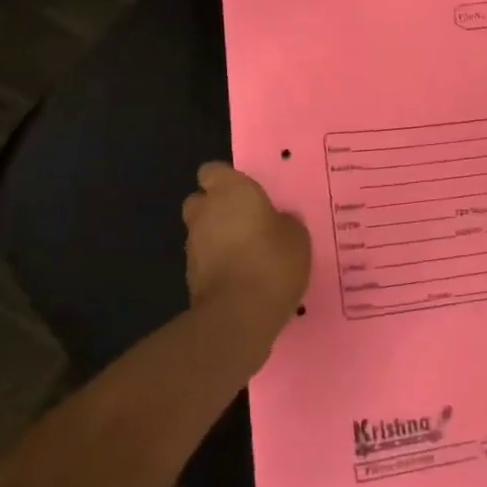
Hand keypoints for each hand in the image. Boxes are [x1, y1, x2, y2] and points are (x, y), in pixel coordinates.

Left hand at [182, 163, 309, 364]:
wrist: (238, 314)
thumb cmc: (272, 260)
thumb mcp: (297, 236)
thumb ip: (285, 221)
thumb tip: (279, 221)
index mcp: (230, 190)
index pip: (213, 171)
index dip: (227, 180)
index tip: (247, 193)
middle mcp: (205, 211)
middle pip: (202, 200)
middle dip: (217, 208)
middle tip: (247, 222)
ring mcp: (193, 244)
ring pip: (202, 231)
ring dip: (218, 239)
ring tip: (248, 254)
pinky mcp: (189, 276)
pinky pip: (205, 261)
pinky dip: (218, 265)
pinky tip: (242, 277)